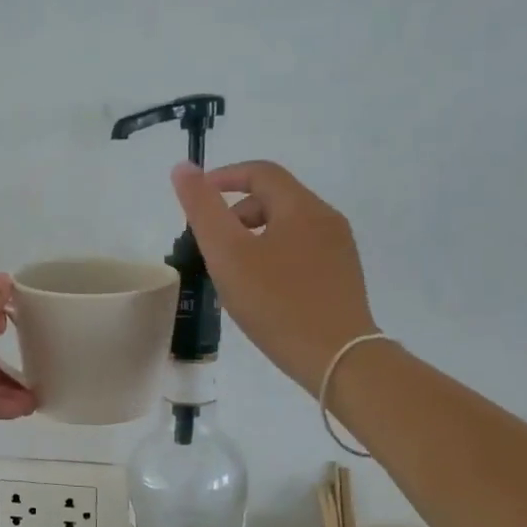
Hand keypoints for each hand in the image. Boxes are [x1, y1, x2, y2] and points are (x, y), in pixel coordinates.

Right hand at [171, 160, 376, 392]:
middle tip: (210, 249)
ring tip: (232, 274)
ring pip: (287, 228)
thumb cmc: (276, 303)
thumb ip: (203, 209)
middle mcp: (326, 219)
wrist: (338, 358)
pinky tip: (262, 292)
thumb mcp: (228, 254)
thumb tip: (183, 168)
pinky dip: (274, 257)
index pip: (260, 173)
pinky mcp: (343, 277)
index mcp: (301, 207)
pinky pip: (301, 252)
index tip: (197, 199)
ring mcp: (339, 249)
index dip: (224, 178)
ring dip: (254, 239)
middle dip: (237, 215)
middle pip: (274, 200)